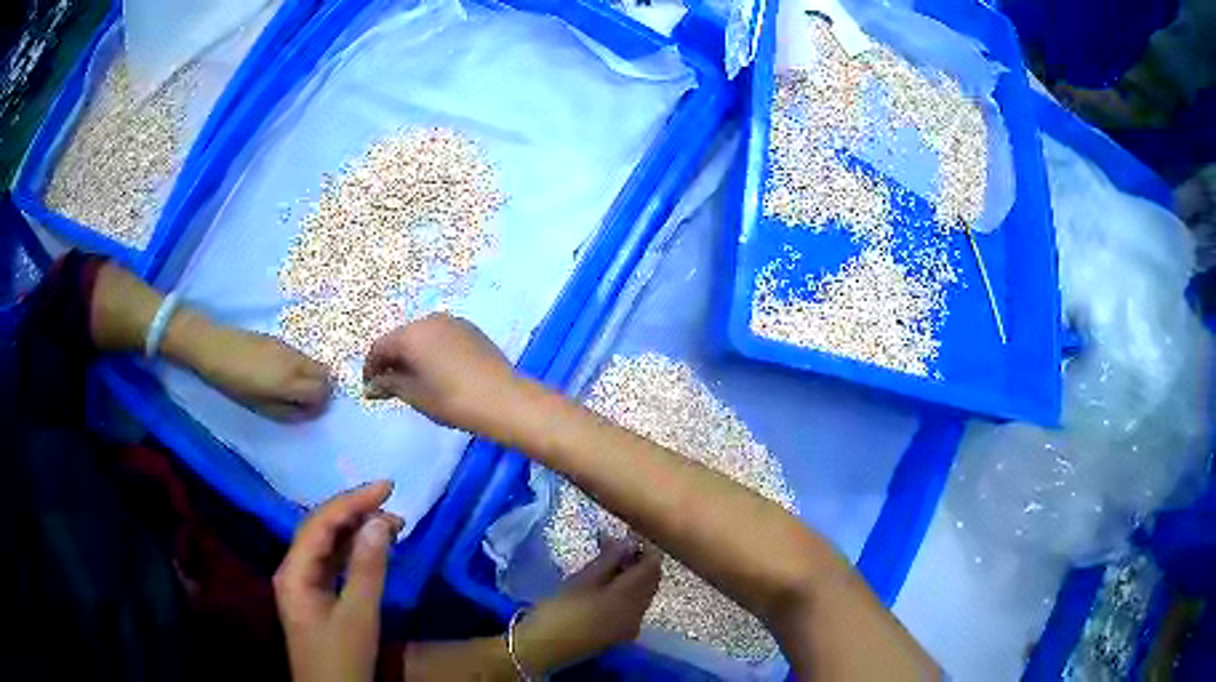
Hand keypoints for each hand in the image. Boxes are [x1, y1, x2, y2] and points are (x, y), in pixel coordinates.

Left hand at [171, 311, 331, 421]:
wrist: (215, 346)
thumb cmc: (233, 382)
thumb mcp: (258, 406)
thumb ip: (286, 411)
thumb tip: (306, 414)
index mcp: (289, 381)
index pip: (322, 392)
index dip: (320, 405)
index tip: (309, 413)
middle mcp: (294, 362)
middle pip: (326, 374)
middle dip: (323, 389)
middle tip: (307, 401)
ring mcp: (289, 348)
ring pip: (315, 363)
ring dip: (312, 377)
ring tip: (293, 388)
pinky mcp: (280, 340)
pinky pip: (302, 356)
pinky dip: (302, 367)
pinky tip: (281, 374)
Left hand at [274, 481, 403, 681]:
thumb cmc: (342, 658)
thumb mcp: (359, 616)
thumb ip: (368, 569)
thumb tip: (380, 522)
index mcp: (294, 571)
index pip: (321, 523)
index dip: (352, 501)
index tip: (388, 487)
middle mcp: (293, 569)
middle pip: (320, 529)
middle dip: (355, 512)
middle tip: (393, 505)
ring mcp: (303, 583)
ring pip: (327, 545)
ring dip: (356, 531)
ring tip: (391, 523)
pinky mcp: (316, 596)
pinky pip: (333, 563)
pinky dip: (354, 551)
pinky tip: (373, 548)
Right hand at [363, 313, 518, 432]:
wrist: (504, 399)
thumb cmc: (452, 399)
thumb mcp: (415, 395)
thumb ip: (390, 385)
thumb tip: (371, 386)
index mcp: (411, 334)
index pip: (380, 347)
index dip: (371, 368)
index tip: (370, 389)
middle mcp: (430, 320)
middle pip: (401, 338)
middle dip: (392, 361)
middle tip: (390, 387)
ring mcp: (453, 322)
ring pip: (422, 337)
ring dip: (412, 356)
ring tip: (413, 382)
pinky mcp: (471, 331)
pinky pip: (441, 338)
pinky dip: (432, 352)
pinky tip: (437, 373)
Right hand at [513, 538, 661, 674]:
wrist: (542, 648)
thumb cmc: (558, 611)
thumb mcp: (581, 580)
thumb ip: (608, 560)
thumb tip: (626, 543)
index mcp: (629, 598)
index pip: (652, 567)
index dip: (643, 549)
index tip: (625, 537)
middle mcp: (638, 613)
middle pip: (651, 581)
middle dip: (638, 563)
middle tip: (613, 548)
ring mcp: (631, 627)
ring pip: (643, 595)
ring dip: (633, 578)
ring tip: (606, 565)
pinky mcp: (621, 635)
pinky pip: (634, 608)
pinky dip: (627, 594)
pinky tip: (606, 588)